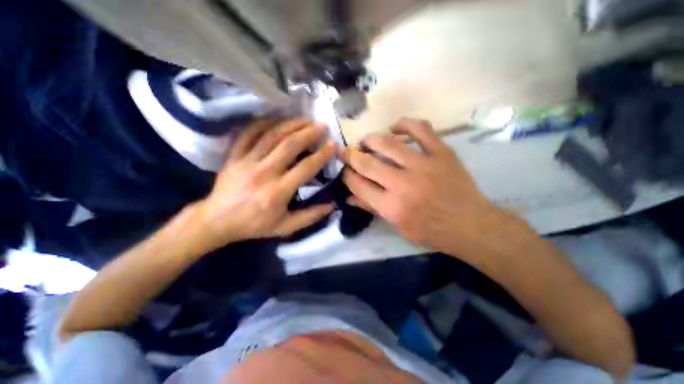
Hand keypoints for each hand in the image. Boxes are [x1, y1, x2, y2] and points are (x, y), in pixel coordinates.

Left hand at [195, 118, 335, 250]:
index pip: (305, 167)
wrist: (217, 221)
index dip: (322, 155)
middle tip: (321, 126)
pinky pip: (249, 134)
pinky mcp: (234, 156)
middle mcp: (264, 172)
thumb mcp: (285, 227)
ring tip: (305, 119)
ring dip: (291, 124)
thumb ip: (310, 216)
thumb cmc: (254, 225)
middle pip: (289, 145)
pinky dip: (264, 123)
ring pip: (271, 135)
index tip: (333, 145)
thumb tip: (331, 205)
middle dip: (309, 133)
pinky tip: (277, 119)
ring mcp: (247, 161)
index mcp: (278, 191)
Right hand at [341, 118, 501, 252]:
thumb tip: (348, 196)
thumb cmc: (431, 231)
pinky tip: (395, 128)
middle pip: (367, 163)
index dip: (347, 175)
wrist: (470, 225)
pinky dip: (404, 124)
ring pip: (388, 143)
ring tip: (366, 140)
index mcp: (391, 206)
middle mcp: (403, 184)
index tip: (344, 170)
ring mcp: (423, 165)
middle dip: (350, 155)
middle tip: (345, 151)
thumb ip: (372, 209)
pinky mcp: (441, 153)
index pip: (358, 184)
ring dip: (371, 139)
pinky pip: (420, 129)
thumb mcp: (397, 226)